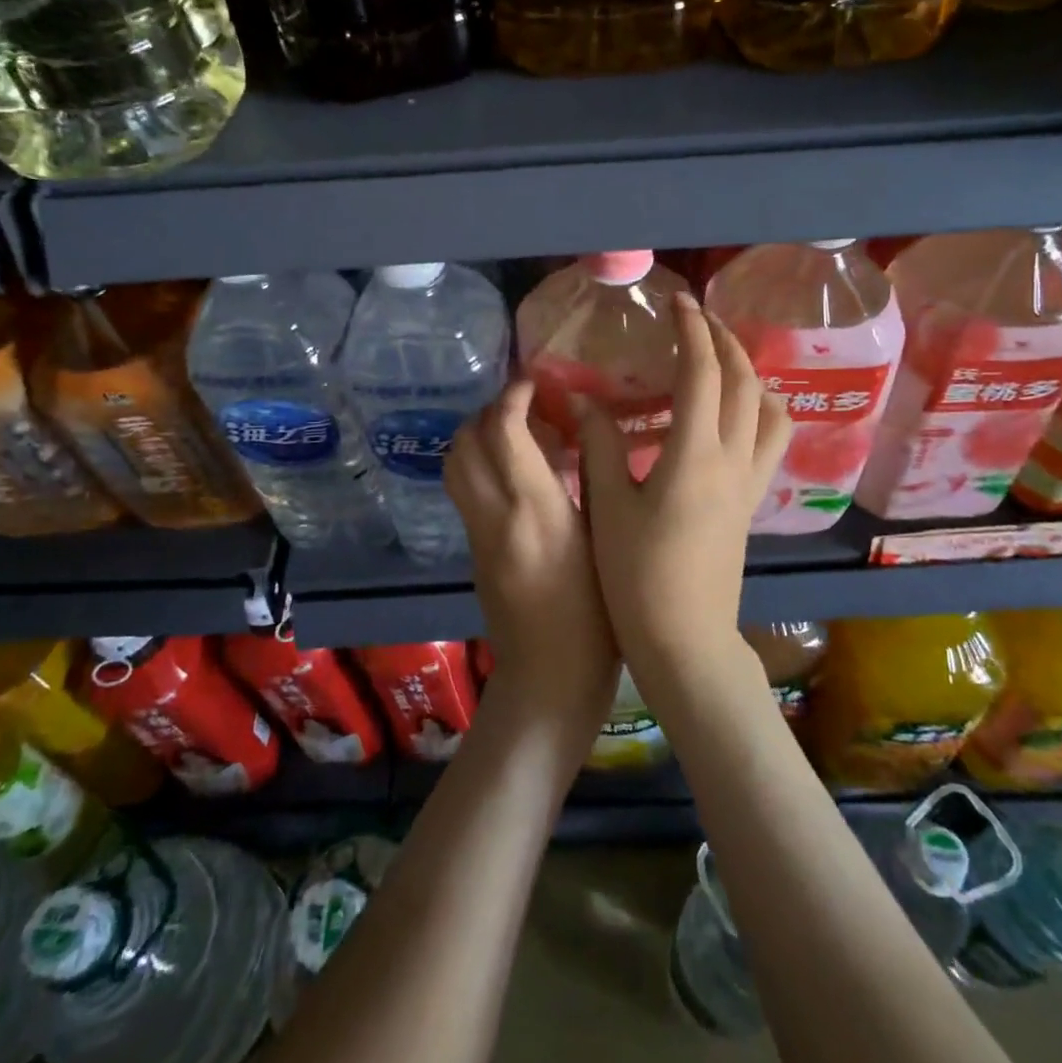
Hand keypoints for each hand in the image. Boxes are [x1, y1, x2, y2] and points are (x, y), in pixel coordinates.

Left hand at [445, 380, 617, 741]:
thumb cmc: (599, 616)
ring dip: (475, 436)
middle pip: (465, 442)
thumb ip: (592, 483)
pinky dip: (477, 465)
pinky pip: (463, 490)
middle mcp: (496, 514)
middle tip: (524, 406)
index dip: (514, 396)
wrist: (550, 679)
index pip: (505, 431)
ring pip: (454, 465)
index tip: (534, 383)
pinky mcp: (472, 551)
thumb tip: (583, 433)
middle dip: (488, 411)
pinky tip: (514, 473)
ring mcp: (477, 534)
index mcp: (537, 509)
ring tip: (515, 433)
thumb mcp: (607, 542)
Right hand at [576, 293, 791, 680]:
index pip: (703, 373)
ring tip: (719, 360)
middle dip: (723, 339)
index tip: (676, 302)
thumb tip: (585, 399)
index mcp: (694, 454)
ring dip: (749, 372)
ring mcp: (750, 481)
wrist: (685, 639)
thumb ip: (600, 444)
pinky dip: (760, 409)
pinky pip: (771, 439)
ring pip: (769, 408)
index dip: (691, 330)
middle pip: (744, 380)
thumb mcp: (608, 506)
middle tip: (695, 319)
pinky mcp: (752, 501)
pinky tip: (731, 414)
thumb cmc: (637, 576)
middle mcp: (733, 458)